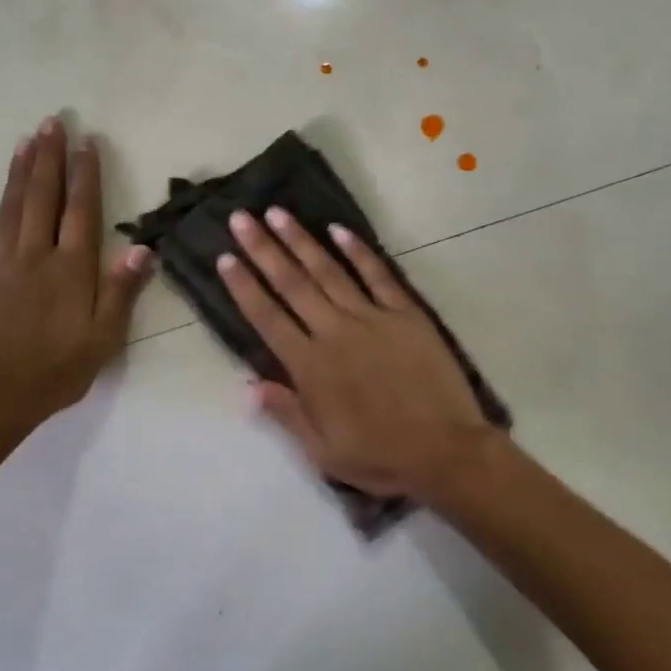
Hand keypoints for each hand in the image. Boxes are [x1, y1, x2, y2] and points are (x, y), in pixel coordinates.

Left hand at [0, 118, 152, 429]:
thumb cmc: (59, 369)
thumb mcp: (104, 336)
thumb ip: (121, 289)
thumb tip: (143, 247)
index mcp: (71, 269)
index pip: (81, 211)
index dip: (84, 175)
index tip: (86, 142)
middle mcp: (36, 257)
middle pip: (43, 199)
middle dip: (48, 159)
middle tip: (51, 123)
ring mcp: (0, 268)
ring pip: (10, 212)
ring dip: (17, 175)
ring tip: (23, 143)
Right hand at [217, 208, 495, 502]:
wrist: (446, 451)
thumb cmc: (380, 456)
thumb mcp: (323, 451)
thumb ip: (286, 413)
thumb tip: (249, 385)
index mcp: (310, 367)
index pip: (267, 317)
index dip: (244, 286)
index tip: (225, 258)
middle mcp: (334, 333)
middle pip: (292, 284)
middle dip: (263, 249)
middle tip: (241, 218)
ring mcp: (372, 318)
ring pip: (328, 271)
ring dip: (301, 241)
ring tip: (277, 213)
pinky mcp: (405, 314)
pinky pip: (378, 275)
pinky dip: (357, 251)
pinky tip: (338, 229)